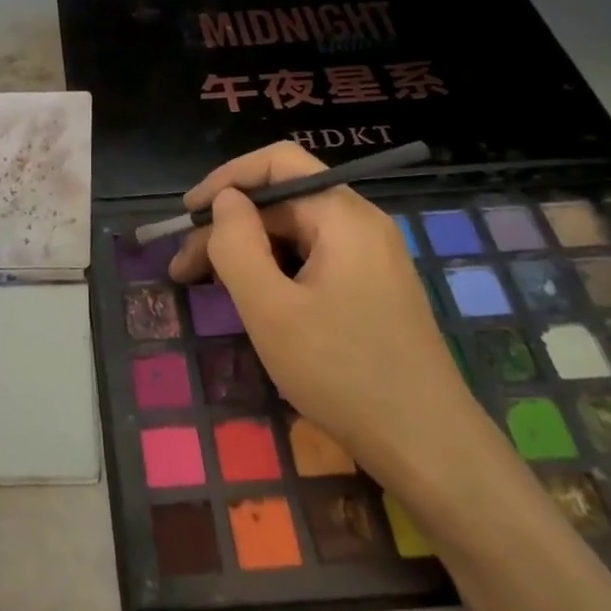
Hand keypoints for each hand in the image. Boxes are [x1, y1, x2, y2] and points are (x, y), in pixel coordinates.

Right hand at [170, 142, 497, 495]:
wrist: (428, 446)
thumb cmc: (342, 372)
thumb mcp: (270, 308)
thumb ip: (236, 244)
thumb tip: (225, 201)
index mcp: (343, 216)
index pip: (278, 163)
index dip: (226, 179)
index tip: (187, 215)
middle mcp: (360, 225)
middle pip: (282, 202)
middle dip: (228, 228)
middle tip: (182, 270)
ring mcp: (370, 259)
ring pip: (294, 235)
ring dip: (247, 253)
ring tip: (207, 288)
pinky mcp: (371, 290)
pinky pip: (312, 262)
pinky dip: (274, 273)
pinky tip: (252, 302)